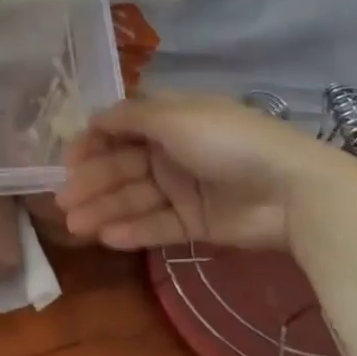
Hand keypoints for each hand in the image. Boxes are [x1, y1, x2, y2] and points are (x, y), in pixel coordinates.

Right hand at [57, 93, 356, 252]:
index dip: (92, 145)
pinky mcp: (197, 222)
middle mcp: (172, 151)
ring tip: (75, 226)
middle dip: (91, 183)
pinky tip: (106, 237)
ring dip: (104, 210)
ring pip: (135, 198)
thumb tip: (93, 118)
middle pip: (122, 167)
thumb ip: (129, 118)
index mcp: (169, 120)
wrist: (294, 190)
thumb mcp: (174, 117)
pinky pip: (158, 225)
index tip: (67, 162)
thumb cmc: (227, 141)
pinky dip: (132, 231)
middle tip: (62, 203)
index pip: (119, 130)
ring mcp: (185, 188)